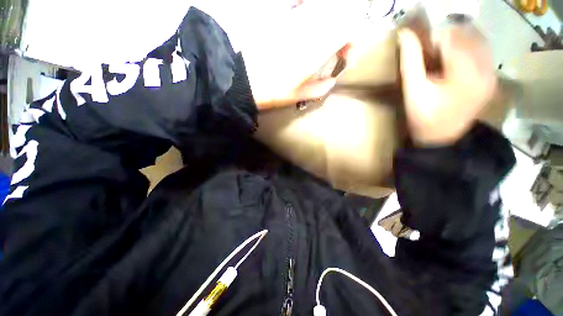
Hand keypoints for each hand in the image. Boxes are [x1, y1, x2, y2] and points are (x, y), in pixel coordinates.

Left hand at [241, 0, 363, 109]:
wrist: (242, 79)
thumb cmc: (272, 91)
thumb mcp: (298, 95)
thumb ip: (320, 88)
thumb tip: (331, 81)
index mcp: (315, 49)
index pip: (349, 28)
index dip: (352, 42)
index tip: (344, 59)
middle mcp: (307, 27)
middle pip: (338, 14)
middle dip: (342, 32)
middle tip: (335, 50)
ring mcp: (292, 19)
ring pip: (321, 9)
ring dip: (327, 23)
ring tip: (321, 42)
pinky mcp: (279, 17)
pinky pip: (301, 7)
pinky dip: (309, 14)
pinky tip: (304, 27)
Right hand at [398, 25, 496, 145]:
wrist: (442, 138)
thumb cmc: (423, 117)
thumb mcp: (412, 90)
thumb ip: (410, 60)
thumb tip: (405, 33)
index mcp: (465, 73)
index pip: (452, 37)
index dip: (434, 38)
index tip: (422, 51)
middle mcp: (485, 69)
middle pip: (467, 34)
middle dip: (447, 38)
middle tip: (431, 54)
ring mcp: (492, 74)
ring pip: (477, 40)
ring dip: (458, 41)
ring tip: (443, 56)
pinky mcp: (492, 78)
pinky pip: (483, 51)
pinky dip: (468, 48)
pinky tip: (456, 61)